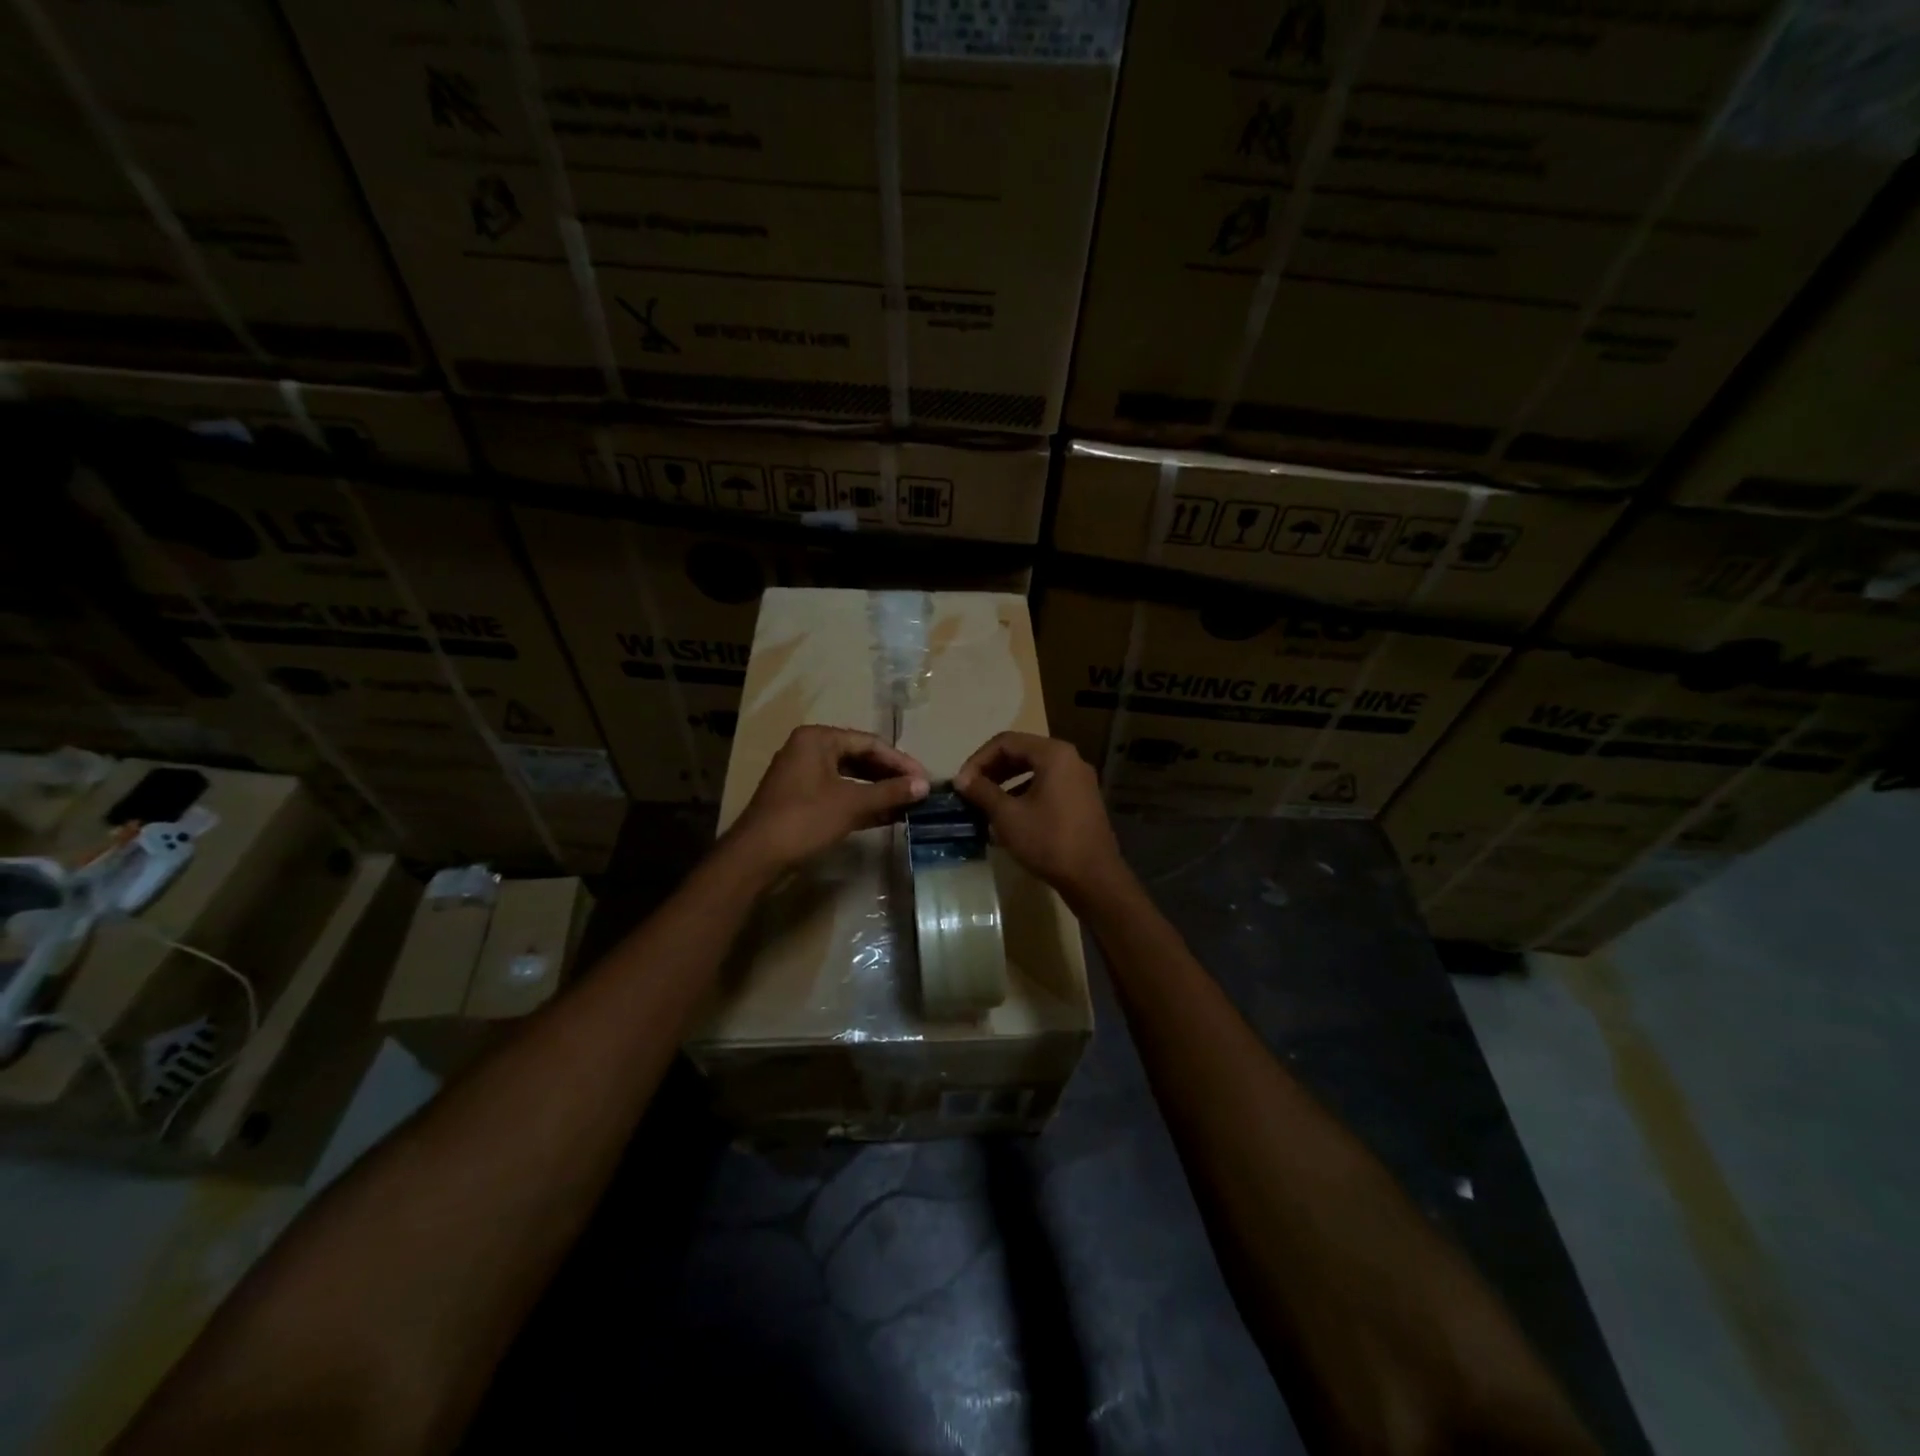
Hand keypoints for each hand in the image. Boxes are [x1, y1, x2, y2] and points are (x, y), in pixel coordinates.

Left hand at [727, 725, 929, 875]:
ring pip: (850, 777)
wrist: (756, 857)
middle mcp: (809, 750)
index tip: (924, 779)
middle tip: (918, 792)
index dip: (900, 761)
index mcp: (818, 739)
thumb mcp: (852, 803)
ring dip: (878, 791)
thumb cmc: (804, 819)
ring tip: (908, 804)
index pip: (869, 743)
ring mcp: (804, 775)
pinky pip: (839, 793)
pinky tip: (887, 815)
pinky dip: (862, 803)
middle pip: (860, 758)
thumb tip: (925, 786)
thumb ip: (890, 792)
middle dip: (890, 776)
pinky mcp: (802, 799)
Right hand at [953, 732, 1127, 904]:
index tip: (961, 783)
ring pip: (1034, 771)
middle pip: (1021, 753)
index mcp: (1053, 754)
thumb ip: (982, 791)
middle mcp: (1070, 759)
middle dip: (991, 770)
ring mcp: (1079, 780)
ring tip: (985, 804)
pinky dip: (1024, 794)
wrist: (1094, 878)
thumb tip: (961, 780)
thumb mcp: (1008, 815)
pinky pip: (1047, 786)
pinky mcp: (1082, 800)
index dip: (978, 760)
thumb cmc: (1048, 841)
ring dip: (1006, 783)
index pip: (1006, 742)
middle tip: (970, 791)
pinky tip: (1009, 817)